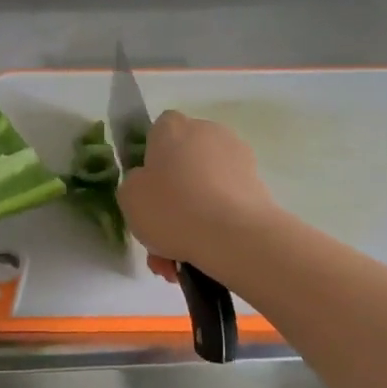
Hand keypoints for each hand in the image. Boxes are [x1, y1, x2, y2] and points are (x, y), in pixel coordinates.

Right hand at [117, 111, 277, 280]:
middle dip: (173, 198)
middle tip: (161, 234)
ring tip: (178, 259)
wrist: (233, 235)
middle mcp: (208, 132)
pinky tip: (201, 257)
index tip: (147, 191)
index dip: (150, 161)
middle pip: (183, 163)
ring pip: (204, 189)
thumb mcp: (129, 197)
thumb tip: (149, 183)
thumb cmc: (172, 208)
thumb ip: (134, 183)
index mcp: (173, 127)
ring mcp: (238, 158)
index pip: (158, 132)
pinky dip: (214, 226)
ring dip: (192, 219)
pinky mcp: (258, 185)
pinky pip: (225, 204)